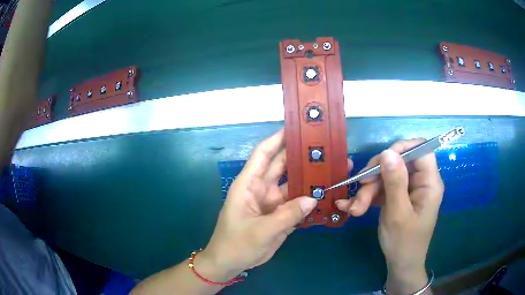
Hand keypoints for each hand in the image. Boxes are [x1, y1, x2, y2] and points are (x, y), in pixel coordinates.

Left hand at [197, 130, 317, 279]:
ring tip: (332, 169)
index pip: (264, 154)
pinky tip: (326, 194)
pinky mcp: (280, 215)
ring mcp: (272, 202)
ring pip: (293, 184)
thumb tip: (313, 197)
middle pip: (283, 166)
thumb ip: (287, 215)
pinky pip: (297, 203)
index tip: (298, 128)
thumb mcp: (261, 231)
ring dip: (310, 178)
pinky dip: (310, 199)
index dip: (278, 139)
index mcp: (249, 184)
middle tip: (324, 147)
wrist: (230, 263)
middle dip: (301, 156)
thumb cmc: (236, 244)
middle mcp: (261, 188)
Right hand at [336, 140, 443, 293]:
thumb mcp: (398, 213)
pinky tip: (352, 207)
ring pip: (387, 177)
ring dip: (368, 190)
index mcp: (429, 183)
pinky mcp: (398, 198)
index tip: (381, 160)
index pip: (421, 150)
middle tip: (360, 189)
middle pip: (399, 163)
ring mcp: (409, 190)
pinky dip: (368, 197)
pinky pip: (383, 189)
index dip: (402, 148)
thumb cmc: (404, 243)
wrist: (400, 265)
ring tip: (354, 209)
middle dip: (377, 176)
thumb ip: (395, 182)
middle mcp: (421, 182)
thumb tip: (387, 151)